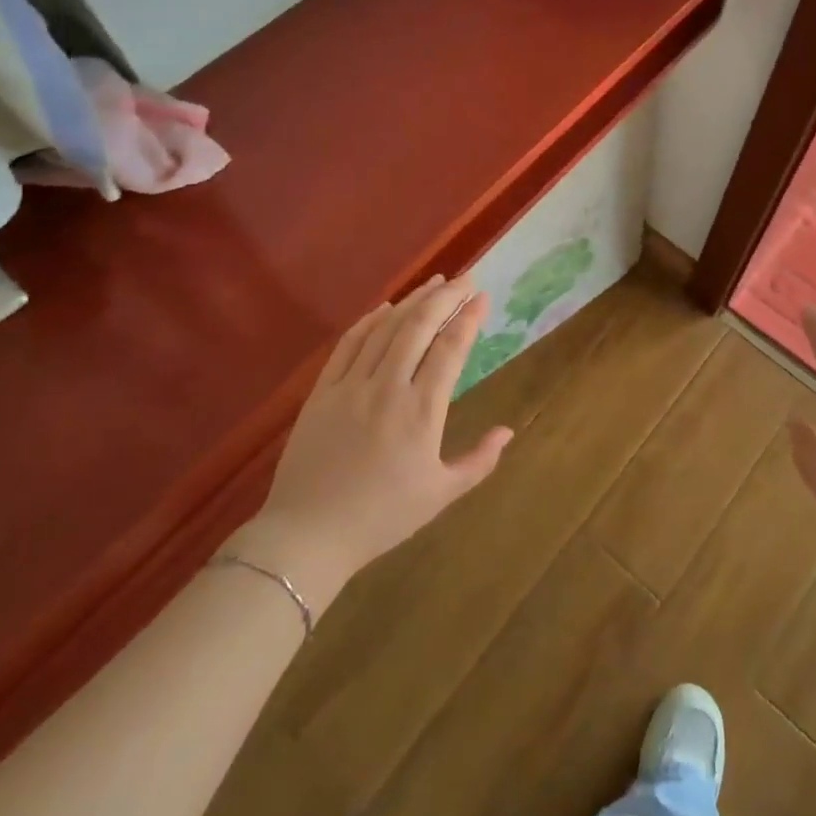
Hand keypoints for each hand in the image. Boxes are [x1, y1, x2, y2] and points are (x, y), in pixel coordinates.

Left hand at [225, 275, 511, 605]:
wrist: (307, 536)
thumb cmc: (381, 518)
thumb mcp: (440, 495)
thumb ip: (479, 461)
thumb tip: (508, 430)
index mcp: (420, 412)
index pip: (450, 349)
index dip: (468, 318)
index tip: (482, 297)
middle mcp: (387, 388)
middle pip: (419, 327)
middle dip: (445, 297)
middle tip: (465, 279)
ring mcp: (350, 386)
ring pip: (386, 328)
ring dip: (413, 300)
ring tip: (435, 282)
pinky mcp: (322, 391)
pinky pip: (349, 344)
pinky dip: (370, 320)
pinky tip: (386, 307)